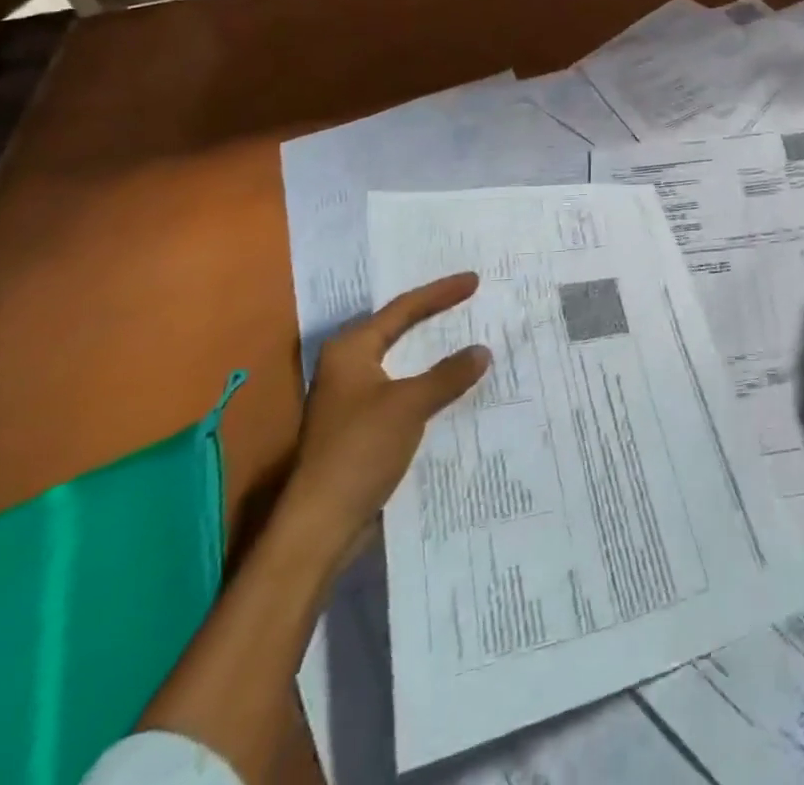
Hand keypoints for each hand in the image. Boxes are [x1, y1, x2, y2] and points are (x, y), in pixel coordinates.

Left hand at [280, 273, 490, 562]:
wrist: (322, 523)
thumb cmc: (360, 449)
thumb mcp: (410, 404)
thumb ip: (448, 374)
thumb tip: (482, 351)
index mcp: (350, 350)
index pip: (403, 309)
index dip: (440, 293)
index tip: (474, 281)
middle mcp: (346, 366)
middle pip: (397, 328)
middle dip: (432, 314)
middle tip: (466, 298)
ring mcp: (352, 397)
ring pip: (400, 360)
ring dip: (430, 350)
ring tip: (463, 333)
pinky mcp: (360, 425)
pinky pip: (402, 387)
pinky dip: (426, 379)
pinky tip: (450, 383)